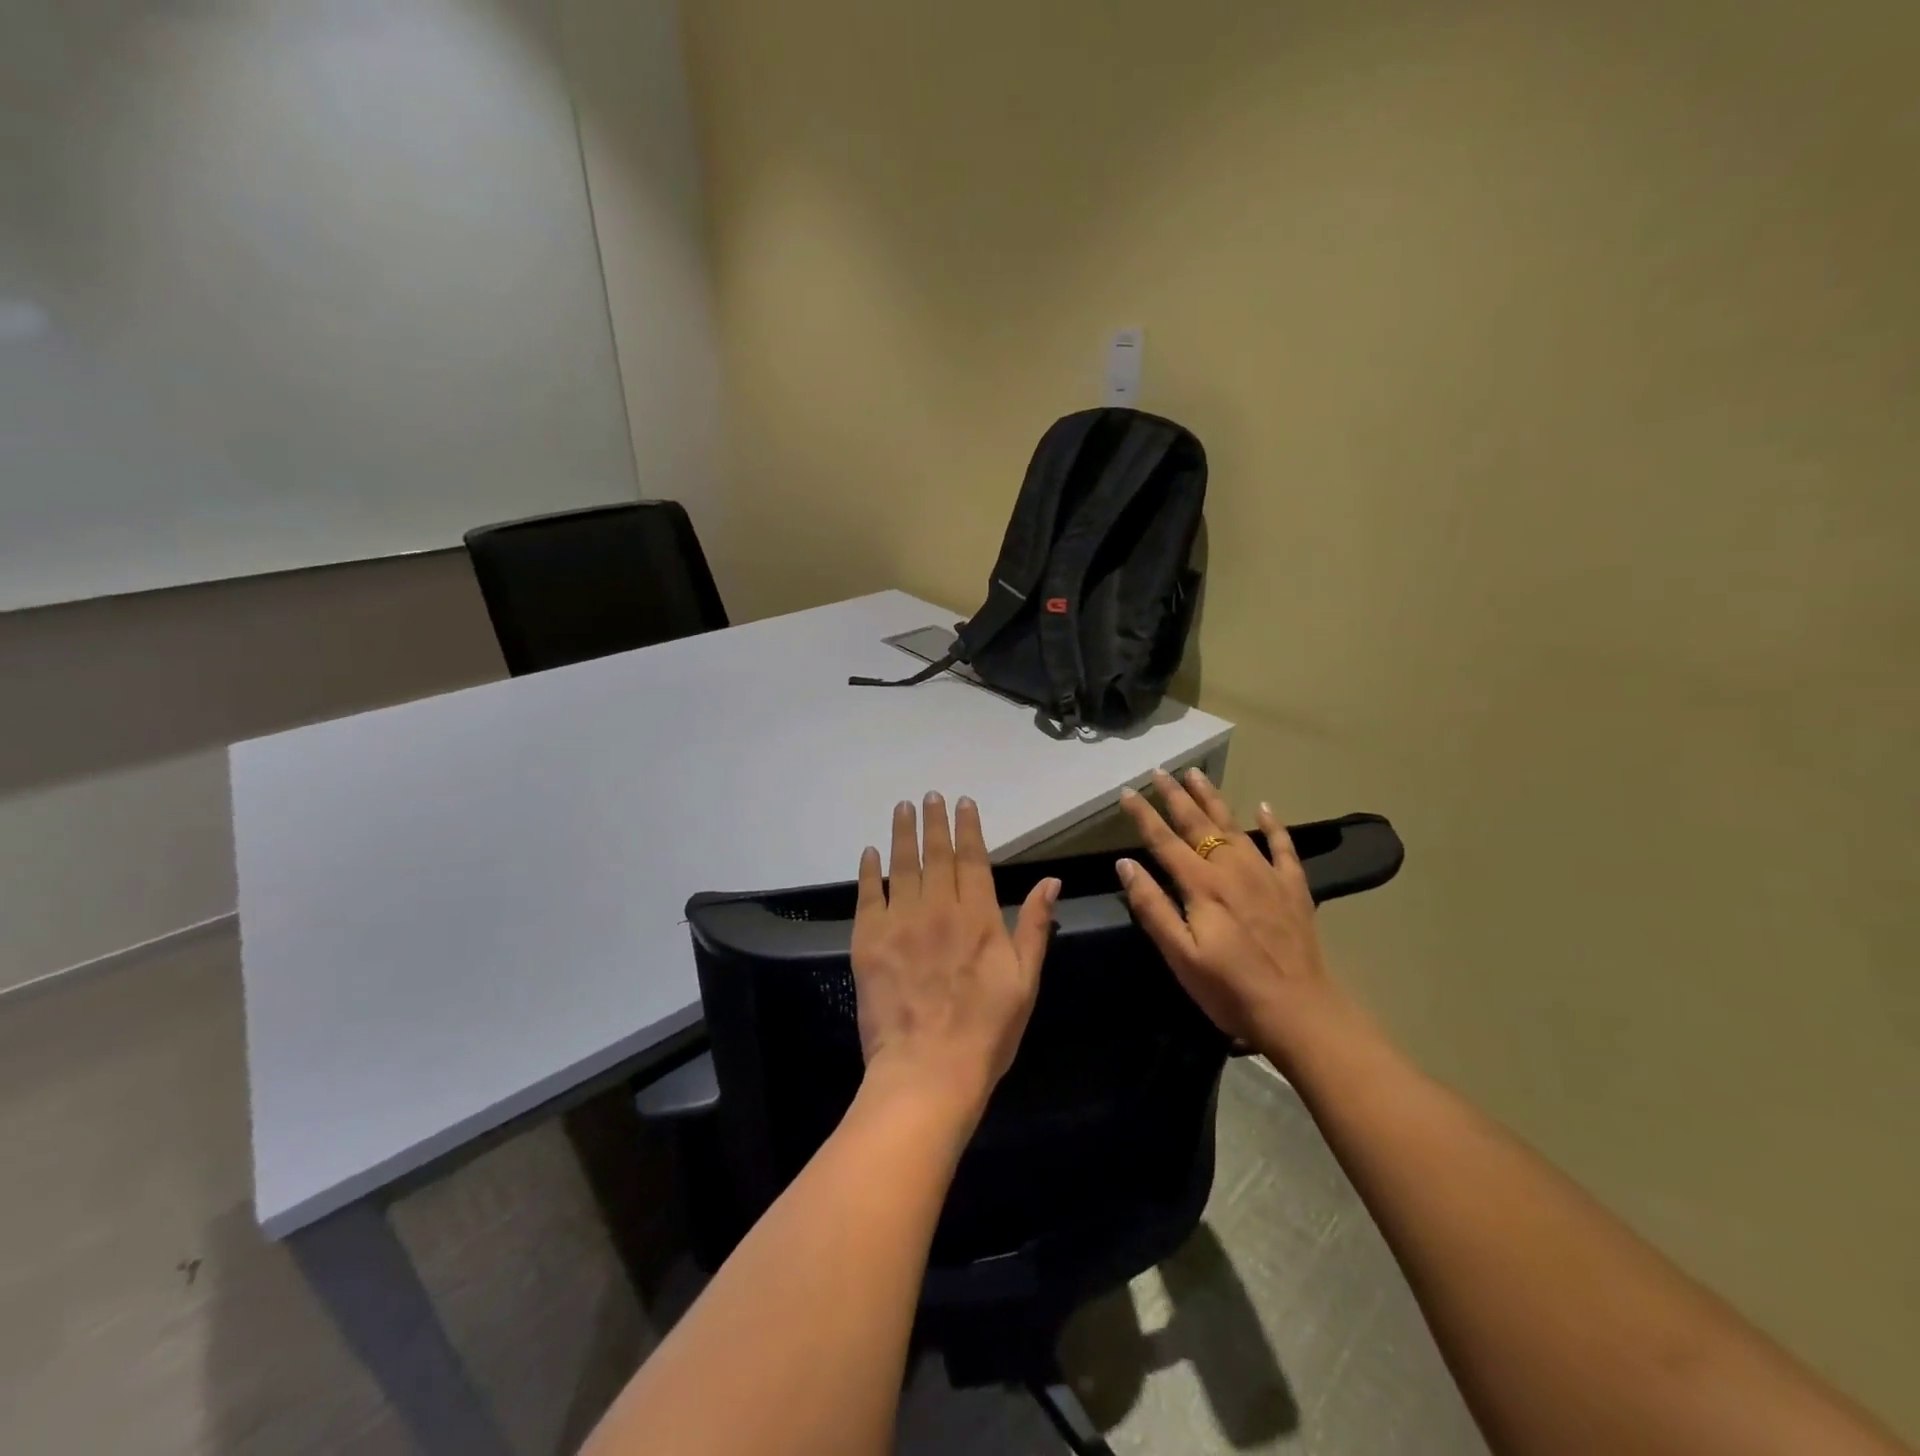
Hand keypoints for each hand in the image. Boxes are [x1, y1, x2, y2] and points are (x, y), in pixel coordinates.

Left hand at [852, 793, 1060, 1116]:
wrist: (928, 1071)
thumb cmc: (986, 1031)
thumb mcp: (1025, 981)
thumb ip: (1033, 926)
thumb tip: (1050, 881)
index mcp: (978, 917)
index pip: (972, 859)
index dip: (968, 828)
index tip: (962, 802)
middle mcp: (938, 909)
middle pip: (936, 855)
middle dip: (934, 822)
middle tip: (929, 796)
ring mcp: (900, 923)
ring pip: (901, 866)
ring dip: (902, 834)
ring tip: (902, 808)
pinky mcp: (869, 941)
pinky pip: (868, 895)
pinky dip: (868, 871)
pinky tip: (870, 852)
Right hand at [1116, 768, 1352, 1068]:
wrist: (1300, 1010)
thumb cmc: (1230, 989)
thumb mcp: (1180, 955)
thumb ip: (1152, 907)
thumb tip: (1126, 864)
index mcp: (1201, 885)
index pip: (1164, 840)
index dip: (1143, 815)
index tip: (1126, 792)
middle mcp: (1232, 869)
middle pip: (1198, 824)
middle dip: (1176, 795)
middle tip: (1160, 770)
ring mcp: (1266, 875)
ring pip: (1234, 825)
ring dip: (1213, 798)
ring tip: (1196, 774)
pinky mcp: (1292, 888)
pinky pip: (1282, 847)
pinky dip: (1273, 825)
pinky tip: (1264, 807)